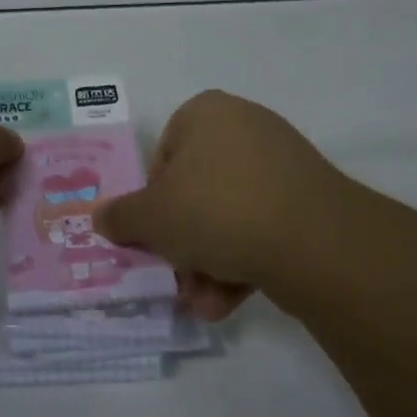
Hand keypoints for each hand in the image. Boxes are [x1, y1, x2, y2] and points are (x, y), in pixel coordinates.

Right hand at [97, 90, 404, 318]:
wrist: (314, 240)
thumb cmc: (216, 209)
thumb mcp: (152, 217)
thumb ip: (121, 216)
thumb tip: (101, 217)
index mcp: (205, 113)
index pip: (163, 158)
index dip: (152, 203)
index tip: (154, 237)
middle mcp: (244, 126)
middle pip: (196, 190)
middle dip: (183, 243)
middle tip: (176, 278)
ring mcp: (282, 162)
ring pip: (228, 214)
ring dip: (209, 262)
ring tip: (205, 303)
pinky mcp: (309, 198)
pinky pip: (262, 225)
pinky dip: (244, 260)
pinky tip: (230, 300)